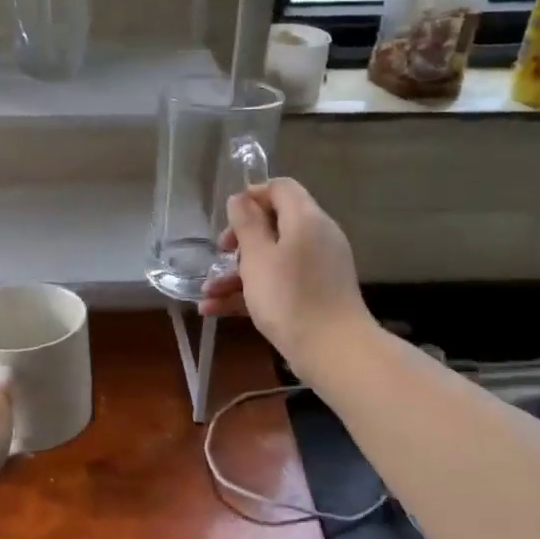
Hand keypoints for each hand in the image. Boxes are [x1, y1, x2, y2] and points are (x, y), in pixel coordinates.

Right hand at [199, 177, 370, 378]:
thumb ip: (246, 223)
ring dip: (237, 273)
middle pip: (275, 224)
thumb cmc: (289, 297)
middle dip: (240, 239)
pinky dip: (250, 292)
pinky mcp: (314, 295)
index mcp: (306, 219)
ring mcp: (317, 268)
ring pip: (272, 259)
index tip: (228, 217)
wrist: (332, 351)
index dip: (252, 196)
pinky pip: (279, 283)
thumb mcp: (258, 256)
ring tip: (207, 293)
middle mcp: (316, 238)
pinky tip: (214, 310)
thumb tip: (241, 198)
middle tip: (220, 253)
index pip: (281, 188)